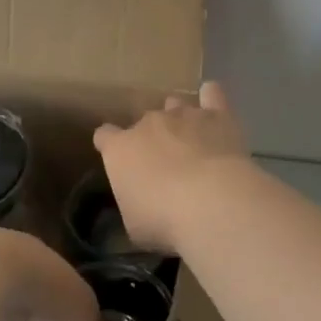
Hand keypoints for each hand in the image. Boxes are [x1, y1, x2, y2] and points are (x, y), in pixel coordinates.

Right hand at [93, 81, 248, 252]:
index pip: (104, 135)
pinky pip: (212, 95)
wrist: (210, 202)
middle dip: (151, 138)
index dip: (110, 145)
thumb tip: (140, 204)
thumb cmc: (163, 220)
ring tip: (190, 140)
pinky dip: (211, 99)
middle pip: (143, 120)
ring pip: (175, 105)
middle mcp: (148, 124)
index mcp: (120, 149)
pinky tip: (214, 108)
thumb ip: (134, 204)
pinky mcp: (216, 115)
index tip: (119, 161)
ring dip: (179, 119)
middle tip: (164, 164)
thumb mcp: (135, 225)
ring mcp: (183, 115)